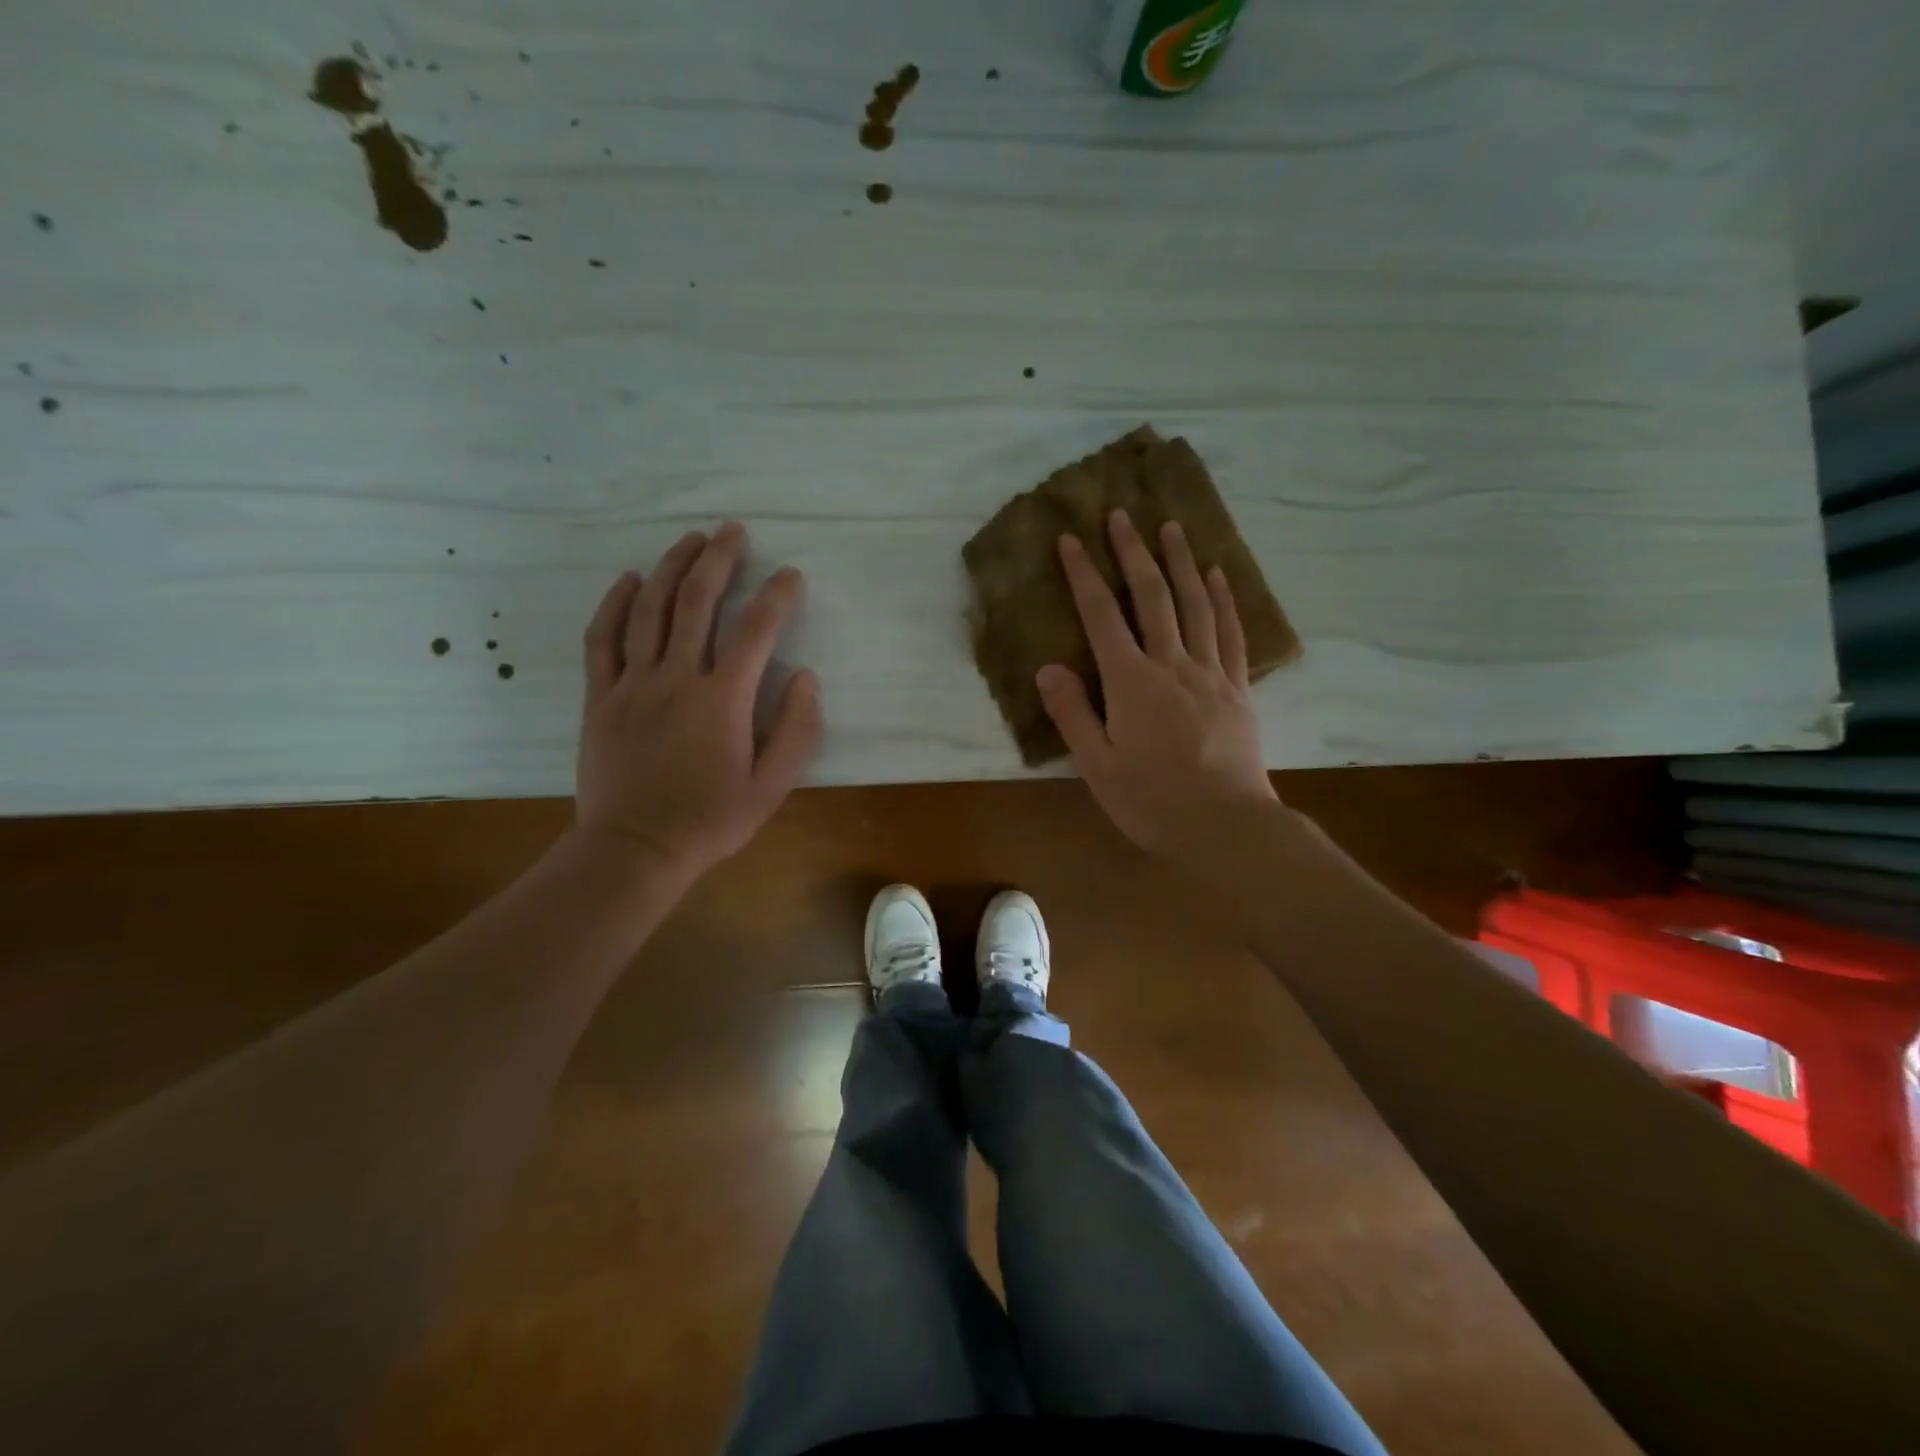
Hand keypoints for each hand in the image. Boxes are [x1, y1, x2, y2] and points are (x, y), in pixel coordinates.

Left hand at [574, 522, 821, 884]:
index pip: (756, 631)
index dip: (776, 596)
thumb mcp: (771, 786)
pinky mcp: (602, 696)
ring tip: (690, 539)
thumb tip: (807, 678)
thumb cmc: (710, 820)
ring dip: (672, 568)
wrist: (635, 849)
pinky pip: (604, 638)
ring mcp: (633, 684)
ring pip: (651, 609)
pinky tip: (630, 579)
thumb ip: (797, 731)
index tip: (790, 575)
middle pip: (697, 602)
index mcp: (723, 700)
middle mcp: (677, 678)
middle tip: (733, 531)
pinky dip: (616, 604)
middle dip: (718, 560)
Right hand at [1038, 509, 1278, 867]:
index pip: (1102, 616)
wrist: (1226, 827)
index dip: (1083, 574)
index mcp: (1131, 682)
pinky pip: (1232, 633)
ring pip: (1195, 604)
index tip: (1071, 539)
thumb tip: (1048, 669)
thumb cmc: (1152, 801)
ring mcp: (1211, 673)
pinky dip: (1225, 600)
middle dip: (1133, 552)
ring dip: (1181, 562)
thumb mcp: (1097, 767)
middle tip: (1122, 514)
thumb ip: (1073, 714)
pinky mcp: (1238, 689)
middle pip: (1152, 596)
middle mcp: (1171, 664)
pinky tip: (1219, 575)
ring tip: (1172, 527)